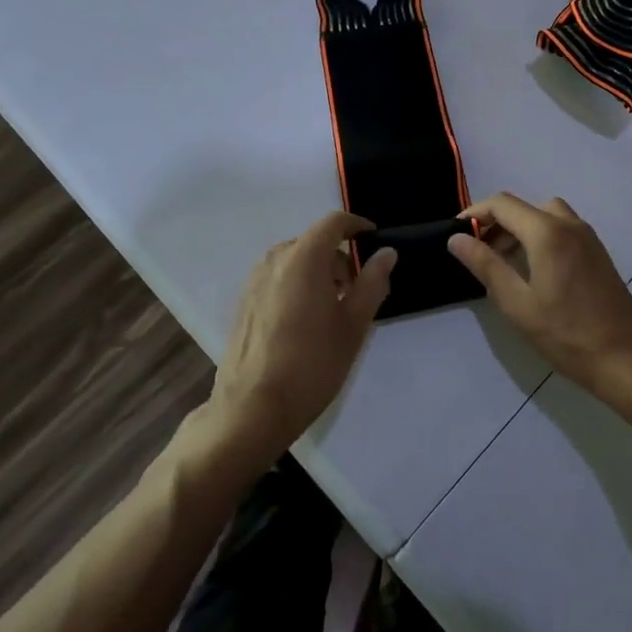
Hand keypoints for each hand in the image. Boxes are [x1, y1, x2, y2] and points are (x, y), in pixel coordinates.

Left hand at [209, 211, 396, 465]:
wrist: (252, 409)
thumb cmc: (312, 364)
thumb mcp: (354, 325)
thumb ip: (372, 282)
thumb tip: (386, 253)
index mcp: (304, 258)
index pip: (334, 222)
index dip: (357, 226)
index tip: (374, 241)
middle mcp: (275, 259)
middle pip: (314, 241)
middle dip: (340, 257)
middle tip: (359, 290)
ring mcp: (255, 279)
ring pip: (295, 260)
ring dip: (319, 272)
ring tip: (334, 310)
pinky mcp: (244, 301)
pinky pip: (278, 277)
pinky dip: (298, 284)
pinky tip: (306, 322)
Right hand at [447, 193, 631, 406]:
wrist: (627, 359)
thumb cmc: (567, 335)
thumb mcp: (517, 304)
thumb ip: (485, 265)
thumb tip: (456, 238)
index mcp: (547, 232)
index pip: (502, 204)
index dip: (474, 213)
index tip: (456, 233)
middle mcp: (569, 224)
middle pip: (523, 207)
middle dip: (496, 223)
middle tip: (478, 252)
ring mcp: (588, 237)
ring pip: (544, 215)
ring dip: (520, 228)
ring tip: (504, 261)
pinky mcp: (598, 252)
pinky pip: (562, 228)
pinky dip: (540, 236)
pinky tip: (534, 270)